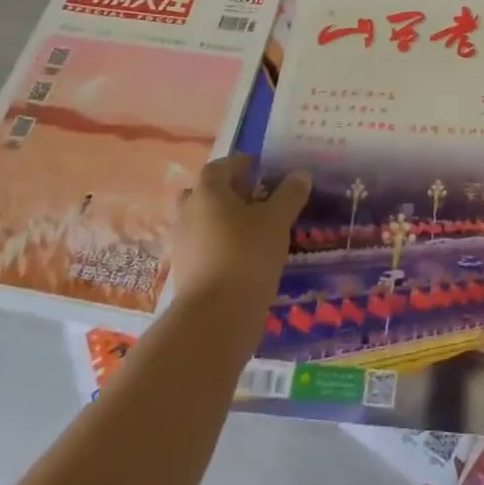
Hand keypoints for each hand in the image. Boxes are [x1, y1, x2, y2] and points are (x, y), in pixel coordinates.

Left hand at [168, 156, 309, 323]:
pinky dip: (218, 247)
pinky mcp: (184, 274)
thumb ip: (289, 194)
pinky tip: (242, 257)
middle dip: (225, 193)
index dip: (239, 165)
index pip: (219, 167)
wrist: (214, 319)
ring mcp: (182, 246)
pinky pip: (202, 249)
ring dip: (221, 221)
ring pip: (201, 222)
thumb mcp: (277, 220)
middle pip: (203, 194)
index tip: (259, 169)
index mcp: (207, 193)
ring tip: (252, 230)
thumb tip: (300, 174)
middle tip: (252, 198)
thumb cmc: (246, 255)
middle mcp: (188, 214)